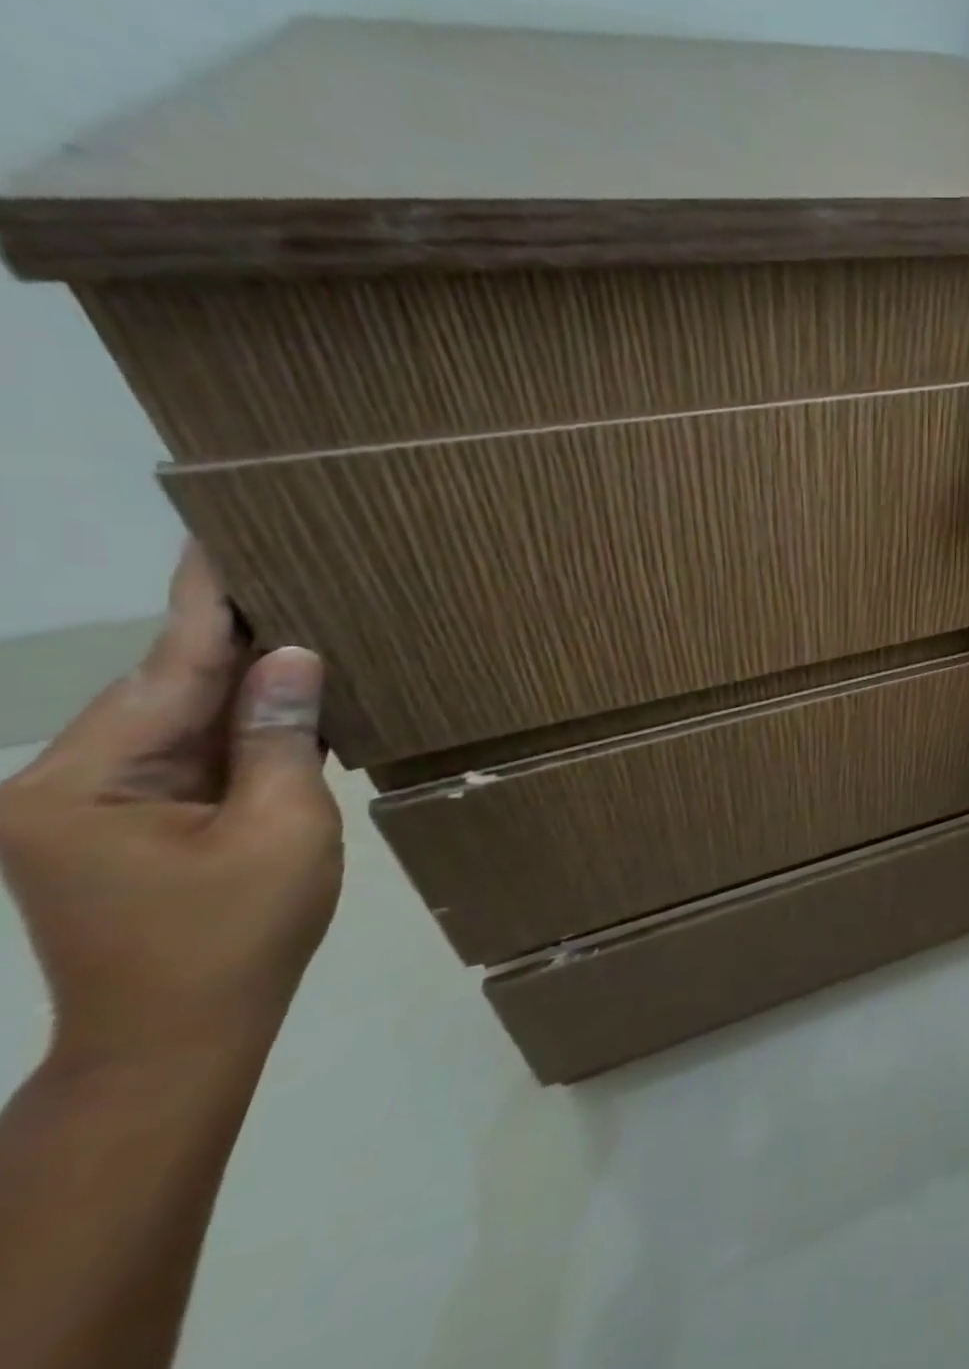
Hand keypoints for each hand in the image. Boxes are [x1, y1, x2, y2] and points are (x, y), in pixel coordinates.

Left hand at [0, 544, 341, 1070]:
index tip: (224, 537)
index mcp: (83, 782)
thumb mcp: (282, 829)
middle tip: (294, 574)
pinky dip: (236, 728)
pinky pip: (184, 753)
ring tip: (301, 625)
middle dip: (234, 638)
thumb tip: (293, 656)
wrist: (178, 1037)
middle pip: (166, 689)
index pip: (167, 669)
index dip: (207, 602)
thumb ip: (283, 738)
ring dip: (242, 684)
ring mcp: (83, 804)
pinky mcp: (113, 822)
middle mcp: (61, 781)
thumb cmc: (236, 935)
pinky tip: (284, 699)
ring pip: (177, 719)